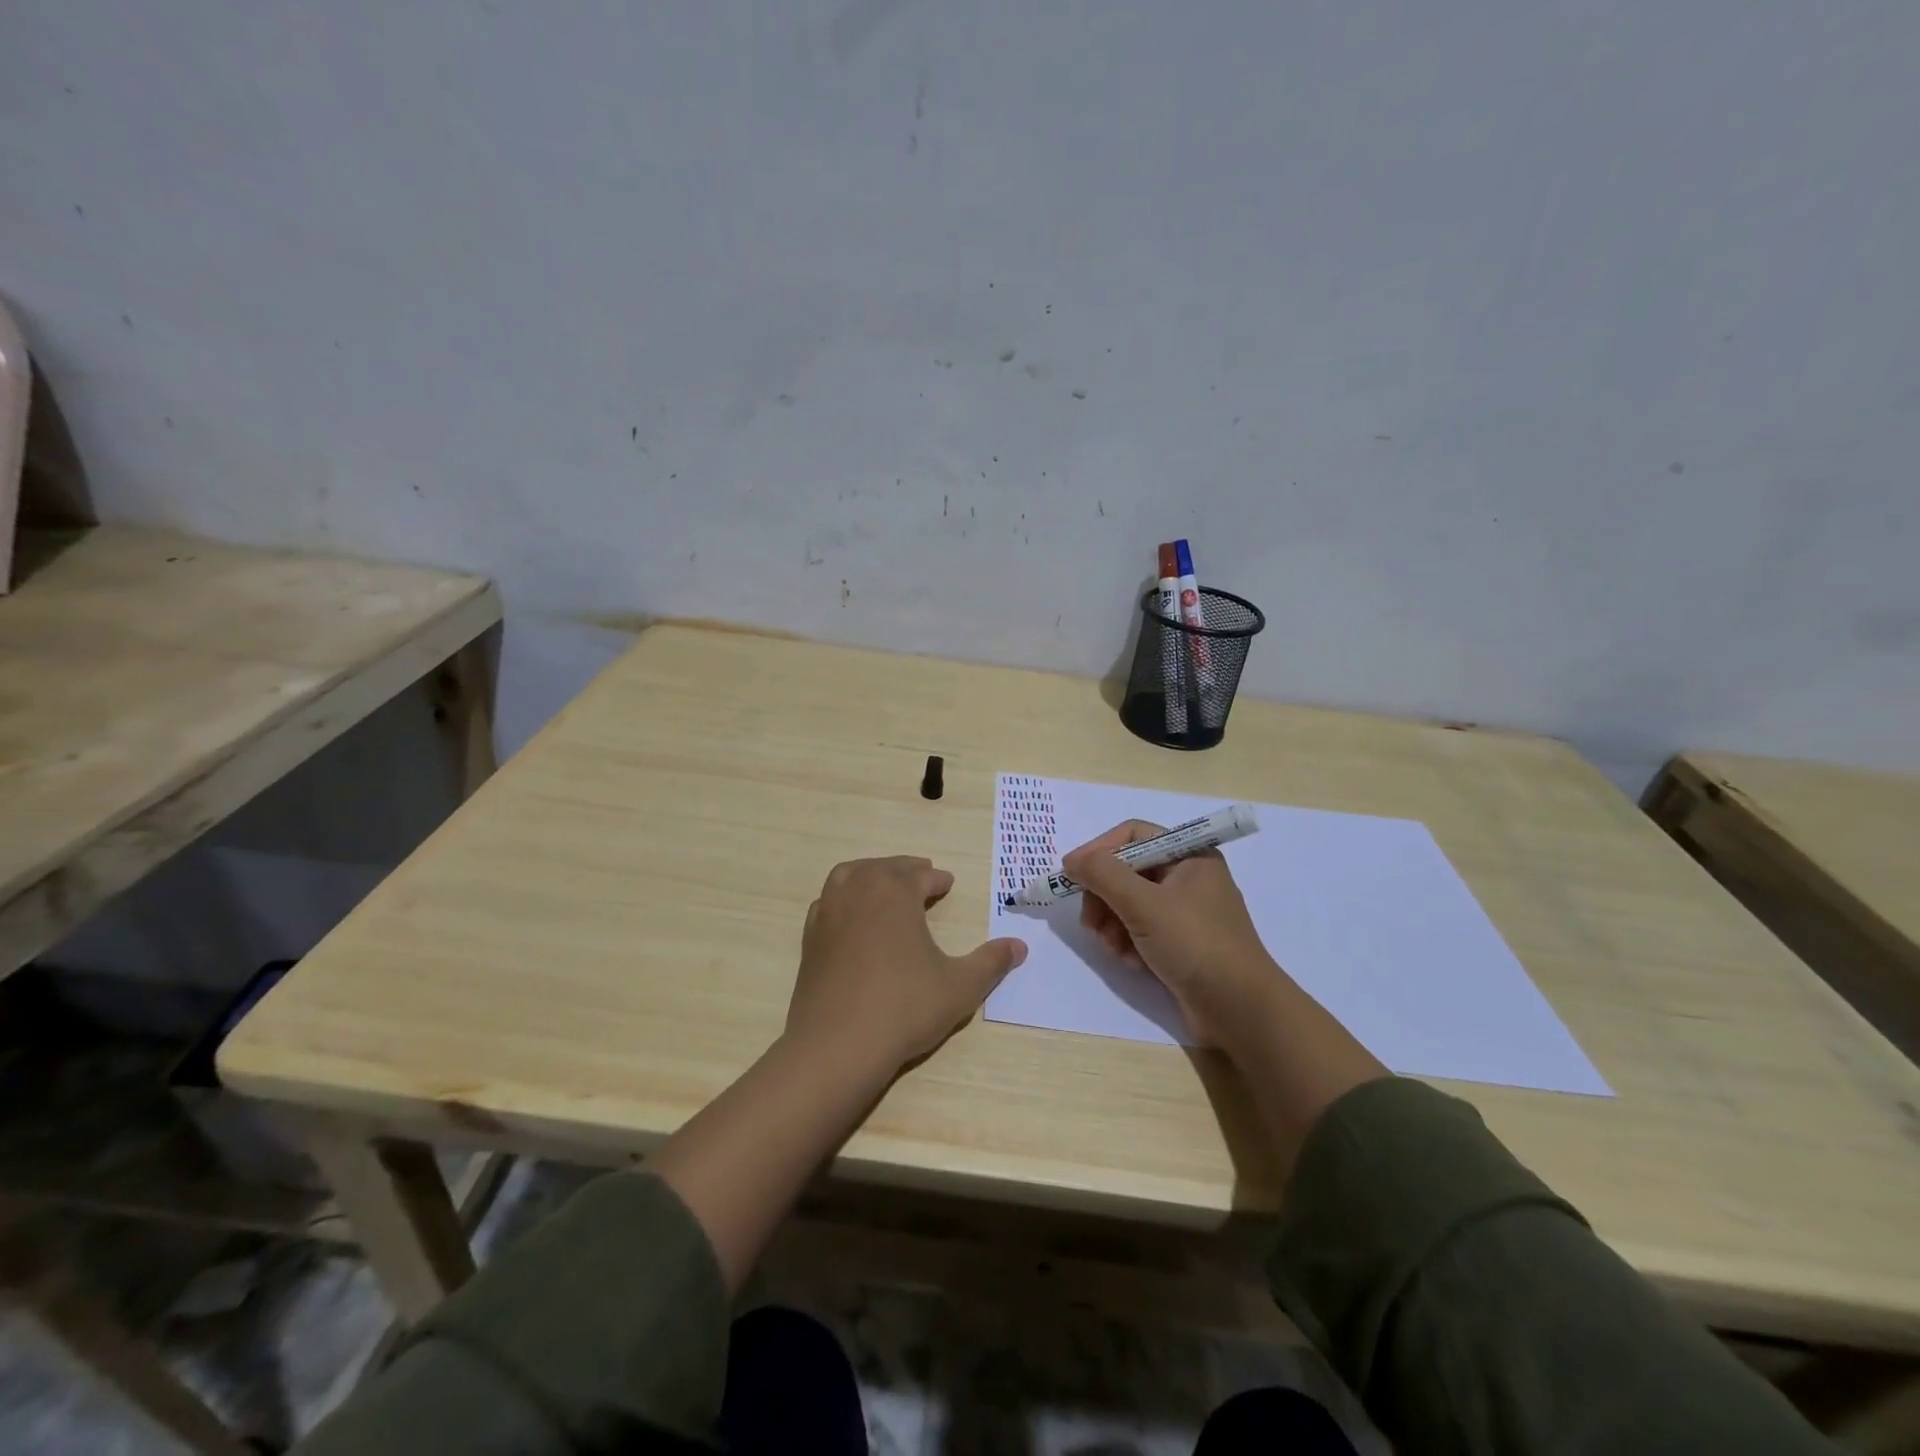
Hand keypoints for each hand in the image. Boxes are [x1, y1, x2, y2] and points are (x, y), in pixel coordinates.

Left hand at [786, 856, 1026, 1079]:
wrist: (837, 1046)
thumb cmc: (904, 1008)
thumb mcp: (960, 986)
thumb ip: (991, 962)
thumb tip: (1020, 946)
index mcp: (895, 892)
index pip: (921, 875)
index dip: (937, 879)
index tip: (947, 883)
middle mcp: (859, 891)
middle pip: (885, 868)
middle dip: (906, 870)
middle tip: (922, 875)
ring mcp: (829, 913)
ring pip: (850, 876)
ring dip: (871, 875)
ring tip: (885, 886)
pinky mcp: (810, 939)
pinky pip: (827, 901)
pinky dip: (843, 897)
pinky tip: (852, 916)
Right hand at [1062, 821, 1281, 1050]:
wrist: (1240, 1010)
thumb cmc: (1195, 945)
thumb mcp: (1143, 904)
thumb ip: (1102, 875)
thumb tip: (1072, 860)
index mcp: (1190, 855)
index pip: (1133, 835)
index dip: (1099, 851)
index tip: (1072, 875)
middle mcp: (1189, 877)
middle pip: (1127, 871)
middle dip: (1104, 897)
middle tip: (1091, 923)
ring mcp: (1186, 911)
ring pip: (1130, 903)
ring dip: (1113, 924)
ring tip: (1114, 949)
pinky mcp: (1181, 942)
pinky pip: (1141, 929)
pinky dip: (1129, 942)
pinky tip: (1132, 962)